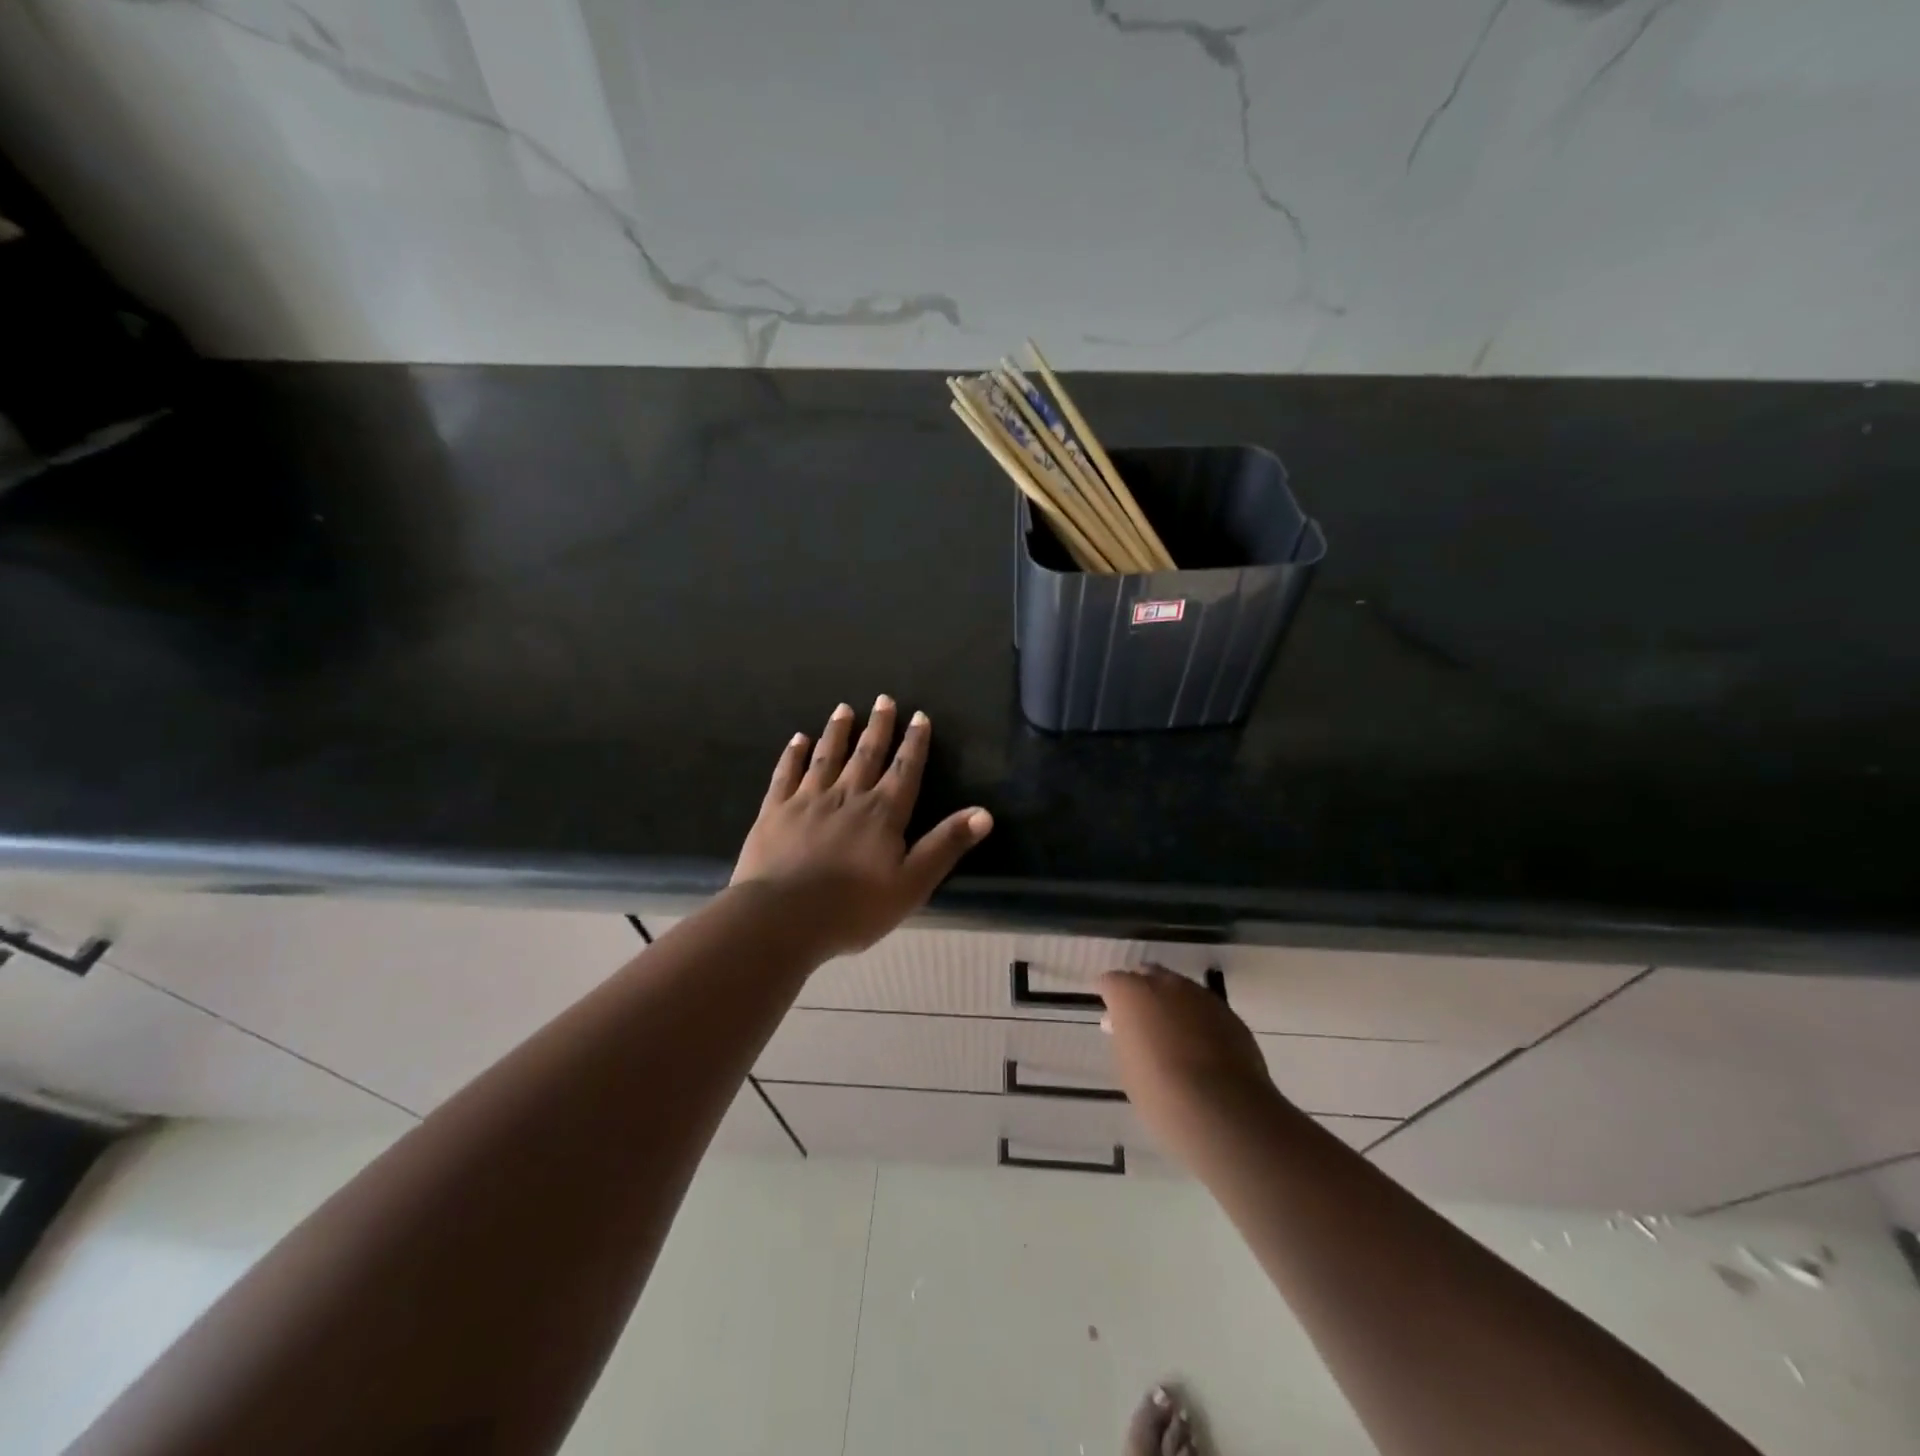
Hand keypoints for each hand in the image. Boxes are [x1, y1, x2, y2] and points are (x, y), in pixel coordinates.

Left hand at [732, 696, 992, 957]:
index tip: (919, 716)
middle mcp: (847, 796)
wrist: (783, 917)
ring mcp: (807, 800)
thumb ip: (946, 845)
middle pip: (867, 755)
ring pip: (827, 757)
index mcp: (883, 813)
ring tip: (843, 708)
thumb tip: (984, 813)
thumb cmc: (854, 907)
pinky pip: (786, 774)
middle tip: (883, 699)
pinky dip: (793, 755)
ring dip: (838, 732)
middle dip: (878, 727)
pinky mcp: (775, 811)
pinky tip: (798, 739)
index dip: (914, 743)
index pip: (904, 770)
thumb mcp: (912, 883)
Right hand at [1100, 966, 1276, 1151]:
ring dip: (1174, 1005)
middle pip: (1148, 975)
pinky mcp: (1229, 1014)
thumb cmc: (1159, 1091)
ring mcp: (1201, 996)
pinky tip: (1202, 1049)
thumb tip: (1123, 1025)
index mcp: (1131, 992)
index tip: (1112, 1019)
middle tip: (1142, 1022)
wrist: (1220, 1109)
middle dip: (1143, 993)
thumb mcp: (1126, 1064)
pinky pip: (1206, 1010)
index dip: (1111, 998)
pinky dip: (1199, 1022)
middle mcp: (1165, 984)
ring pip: (1180, 990)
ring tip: (1175, 1037)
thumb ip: (1124, 1035)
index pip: (1111, 981)